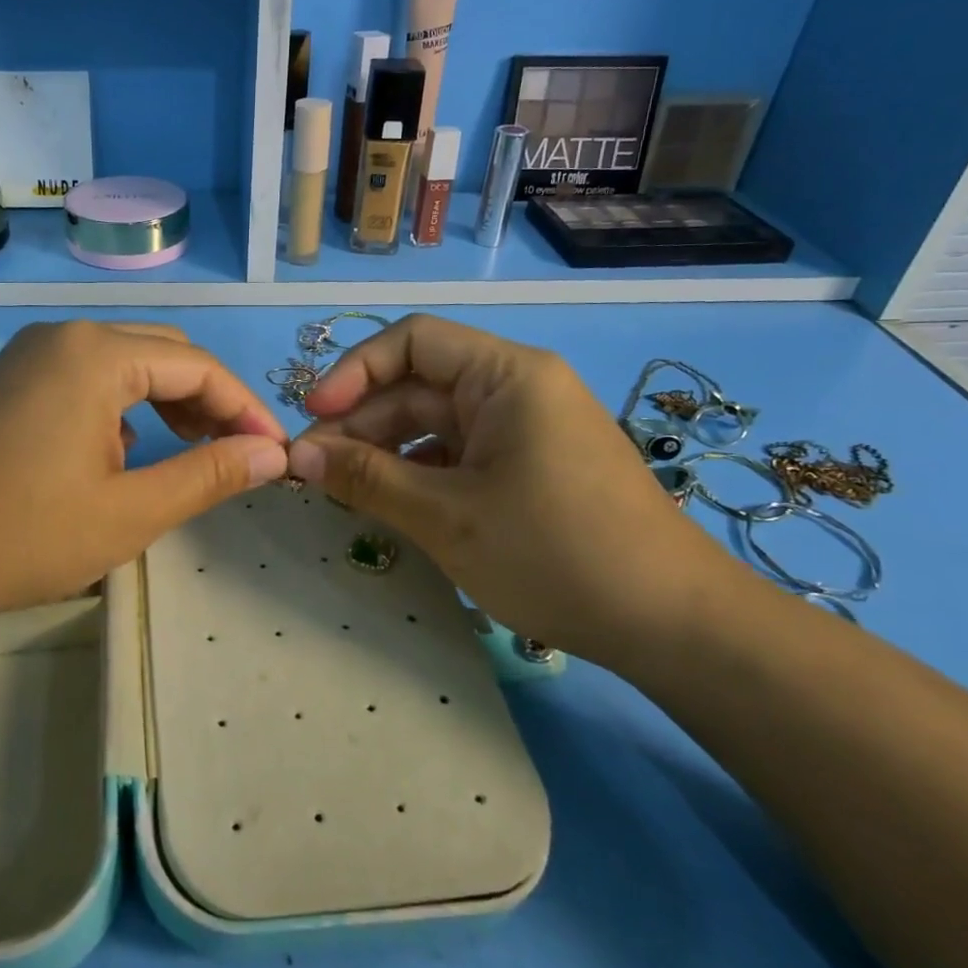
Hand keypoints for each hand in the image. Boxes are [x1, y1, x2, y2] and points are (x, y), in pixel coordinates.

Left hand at [0, 320, 288, 625]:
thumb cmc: (24, 534)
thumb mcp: (132, 511)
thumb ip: (209, 475)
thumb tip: (271, 454)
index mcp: (97, 354)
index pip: (198, 367)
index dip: (244, 408)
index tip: (275, 453)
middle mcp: (65, 336)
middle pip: (163, 353)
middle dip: (209, 400)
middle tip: (236, 454)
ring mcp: (31, 355)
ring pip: (126, 362)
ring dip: (168, 400)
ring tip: (190, 453)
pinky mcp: (11, 380)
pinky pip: (88, 376)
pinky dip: (125, 404)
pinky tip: (125, 452)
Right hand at [285, 314, 751, 660]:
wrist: (673, 626)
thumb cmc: (557, 555)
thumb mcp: (447, 517)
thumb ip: (365, 479)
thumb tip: (294, 455)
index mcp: (507, 374)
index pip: (412, 341)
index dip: (353, 372)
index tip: (313, 418)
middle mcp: (517, 388)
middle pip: (418, 386)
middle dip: (361, 424)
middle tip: (311, 471)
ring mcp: (525, 429)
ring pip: (434, 424)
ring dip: (384, 452)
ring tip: (341, 491)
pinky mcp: (528, 466)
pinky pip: (458, 454)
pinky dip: (418, 473)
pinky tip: (389, 504)